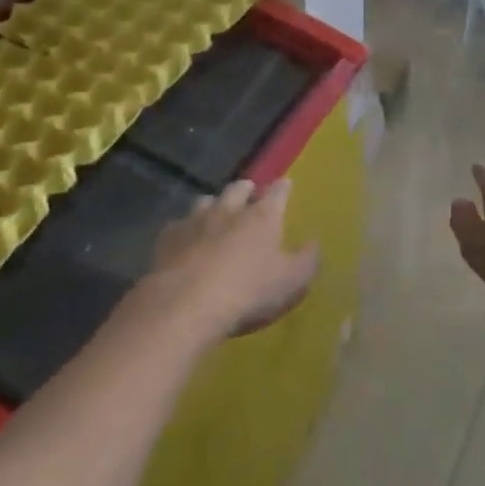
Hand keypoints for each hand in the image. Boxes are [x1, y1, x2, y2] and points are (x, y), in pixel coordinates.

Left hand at [145, 178, 317, 339]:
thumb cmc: (248, 291)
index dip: (283, 187)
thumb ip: (307, 260)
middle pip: (238, 189)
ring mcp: (196, 220)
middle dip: (245, 189)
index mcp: (262, 217)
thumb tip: (314, 243)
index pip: (277, 193)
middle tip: (249, 192)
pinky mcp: (169, 237)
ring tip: (216, 212)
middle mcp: (229, 210)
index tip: (286, 183)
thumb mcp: (290, 281)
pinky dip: (185, 228)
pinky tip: (185, 238)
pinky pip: (178, 224)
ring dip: (214, 204)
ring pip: (206, 201)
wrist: (187, 302)